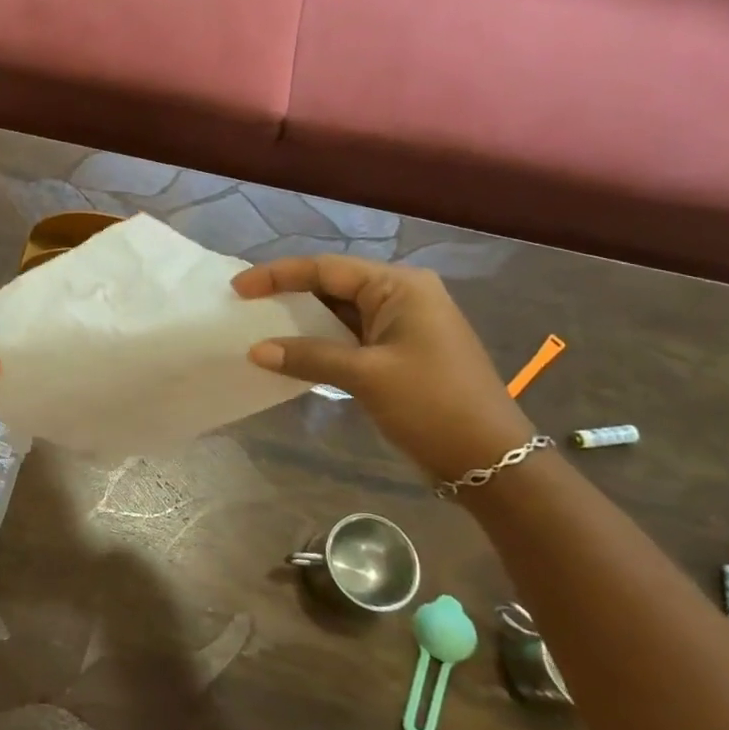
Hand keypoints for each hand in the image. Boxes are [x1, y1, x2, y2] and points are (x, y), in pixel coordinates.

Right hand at [234, 255, 534, 483]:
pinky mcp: (399, 351)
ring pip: (340, 311)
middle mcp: (402, 295)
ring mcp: (403, 324)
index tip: (238, 288)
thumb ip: (309, 357)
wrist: (490, 460)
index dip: (278, 275)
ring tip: (260, 325)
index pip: (327, 269)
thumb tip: (255, 350)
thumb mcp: (366, 376)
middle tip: (245, 304)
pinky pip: (350, 335)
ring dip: (303, 319)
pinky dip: (320, 341)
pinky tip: (292, 352)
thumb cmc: (432, 405)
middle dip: (288, 293)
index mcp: (400, 286)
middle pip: (333, 284)